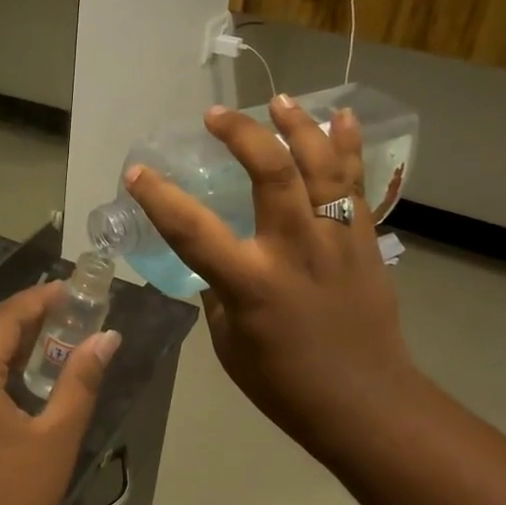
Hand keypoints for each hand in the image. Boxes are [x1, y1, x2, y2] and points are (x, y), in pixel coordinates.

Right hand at [127, 95, 422, 465]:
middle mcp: (295, 249)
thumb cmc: (287, 385)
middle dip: (240, 134)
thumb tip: (218, 266)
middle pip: (270, 173)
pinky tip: (342, 117)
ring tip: (278, 100)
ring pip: (320, 166)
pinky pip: (356, 183)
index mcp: (251, 283)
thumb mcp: (230, 345)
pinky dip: (348, 147)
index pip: (193, 230)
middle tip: (216, 115)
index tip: (137, 172)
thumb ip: (220, 295)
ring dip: (298, 125)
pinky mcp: (365, 241)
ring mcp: (336, 240)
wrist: (367, 404)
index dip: (159, 197)